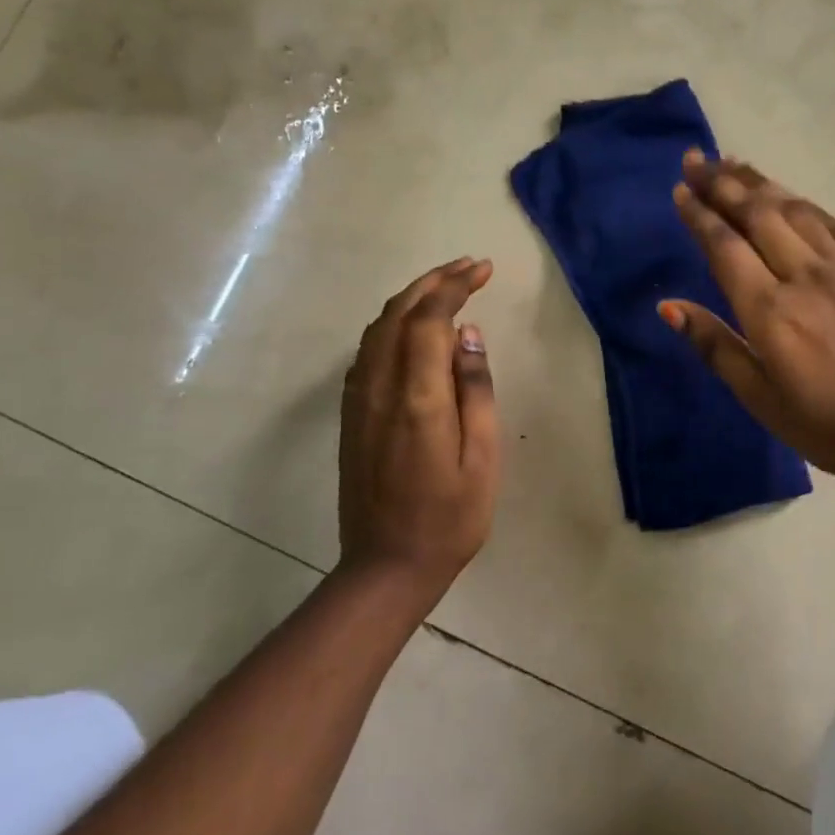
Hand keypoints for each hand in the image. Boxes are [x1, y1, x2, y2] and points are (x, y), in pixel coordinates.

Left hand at [338, 257, 498, 604]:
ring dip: (411, 297)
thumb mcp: (482, 457)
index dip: (455, 285)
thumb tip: (468, 334)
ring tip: (446, 285)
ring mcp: (359, 399)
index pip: (430, 318)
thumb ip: (475, 390)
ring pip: (378, 328)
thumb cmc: (450, 516)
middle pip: (399, 313)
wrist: (386, 566)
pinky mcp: (351, 413)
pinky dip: (392, 323)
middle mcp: (379, 387)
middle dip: (434, 281)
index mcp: (417, 397)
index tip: (483, 269)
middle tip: (469, 267)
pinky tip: (413, 327)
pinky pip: (368, 350)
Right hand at [661, 153, 834, 493]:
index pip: (724, 245)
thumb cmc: (827, 423)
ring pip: (793, 208)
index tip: (680, 189)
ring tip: (732, 164)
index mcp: (769, 309)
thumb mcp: (759, 398)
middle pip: (756, 213)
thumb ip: (714, 345)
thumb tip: (668, 306)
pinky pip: (831, 222)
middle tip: (695, 160)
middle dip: (721, 183)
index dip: (699, 213)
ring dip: (759, 182)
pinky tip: (790, 196)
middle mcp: (803, 274)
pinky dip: (803, 202)